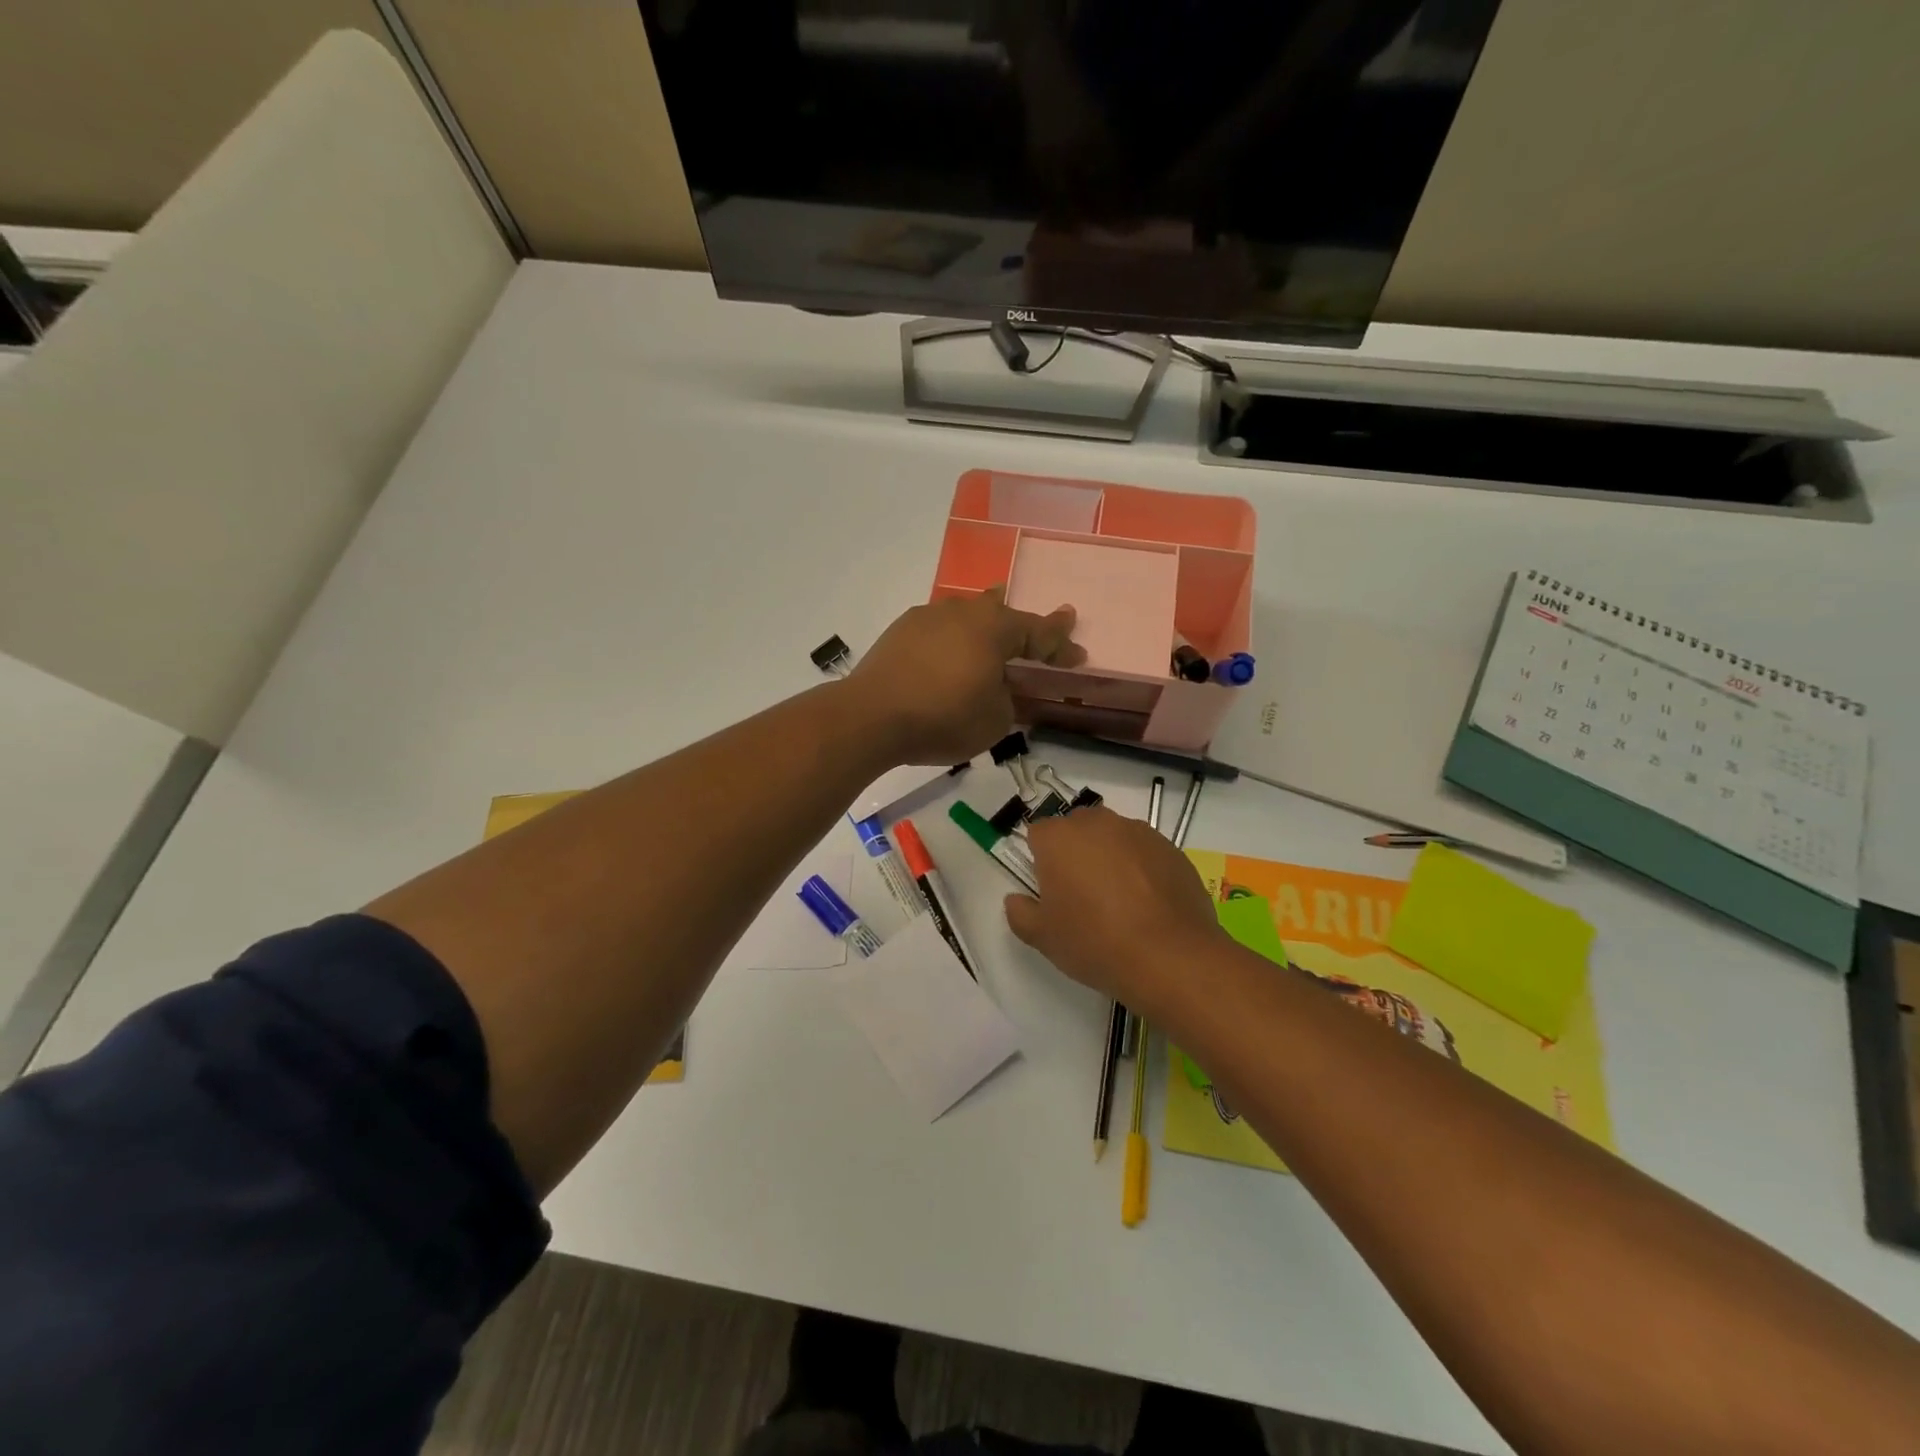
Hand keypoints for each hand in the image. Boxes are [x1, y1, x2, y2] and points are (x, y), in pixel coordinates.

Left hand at [845, 588, 1084, 765]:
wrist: (870, 717)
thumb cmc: (943, 718)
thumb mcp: (994, 720)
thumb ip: (1008, 700)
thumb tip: (1000, 689)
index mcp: (994, 629)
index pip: (1038, 633)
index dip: (1060, 645)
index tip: (1078, 654)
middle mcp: (963, 613)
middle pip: (1001, 610)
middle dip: (1023, 622)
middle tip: (1042, 626)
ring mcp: (927, 617)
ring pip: (966, 614)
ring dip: (984, 624)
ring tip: (993, 625)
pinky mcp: (900, 631)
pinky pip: (939, 628)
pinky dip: (952, 638)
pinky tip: (948, 649)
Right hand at [1004, 806, 1226, 1017]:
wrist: (1170, 956)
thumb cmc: (1095, 942)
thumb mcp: (1043, 937)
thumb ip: (1020, 913)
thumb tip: (1016, 900)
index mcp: (1059, 837)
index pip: (1038, 834)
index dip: (1040, 860)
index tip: (1049, 890)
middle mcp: (1098, 823)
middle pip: (1077, 829)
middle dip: (1075, 853)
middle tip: (1081, 895)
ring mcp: (1139, 832)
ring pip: (1113, 838)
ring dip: (1110, 858)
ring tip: (1119, 902)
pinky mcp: (1171, 848)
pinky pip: (1145, 853)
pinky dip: (1142, 869)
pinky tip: (1148, 905)